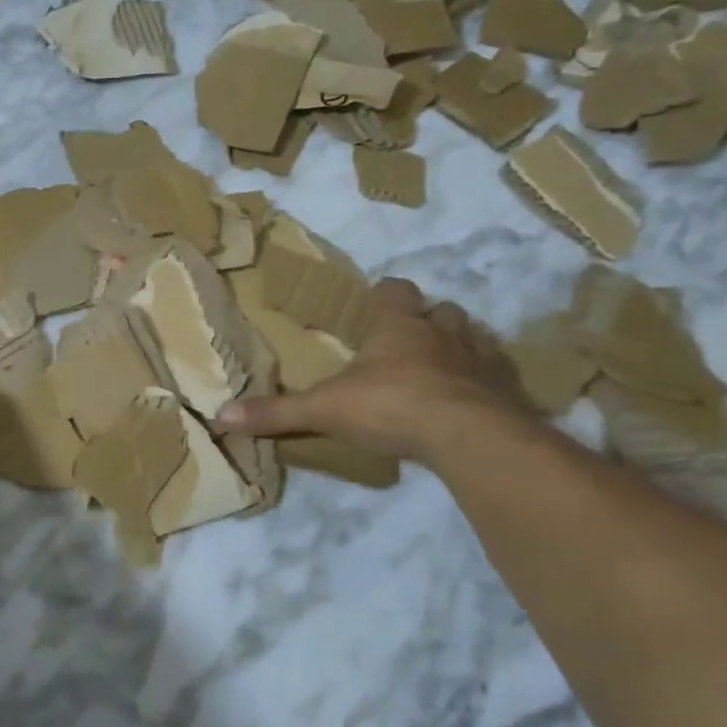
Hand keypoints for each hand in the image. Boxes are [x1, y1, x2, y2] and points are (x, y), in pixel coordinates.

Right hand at [216, 277, 525, 462]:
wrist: (467, 435)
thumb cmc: (390, 406)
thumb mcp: (323, 410)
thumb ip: (276, 412)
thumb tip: (220, 415)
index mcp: (398, 327)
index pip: (394, 291)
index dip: (385, 295)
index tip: (375, 302)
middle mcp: (442, 332)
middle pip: (441, 311)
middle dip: (427, 320)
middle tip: (409, 341)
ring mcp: (479, 359)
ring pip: (473, 338)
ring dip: (459, 347)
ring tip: (443, 368)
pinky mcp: (506, 390)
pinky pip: (498, 376)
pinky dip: (486, 383)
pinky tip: (475, 401)